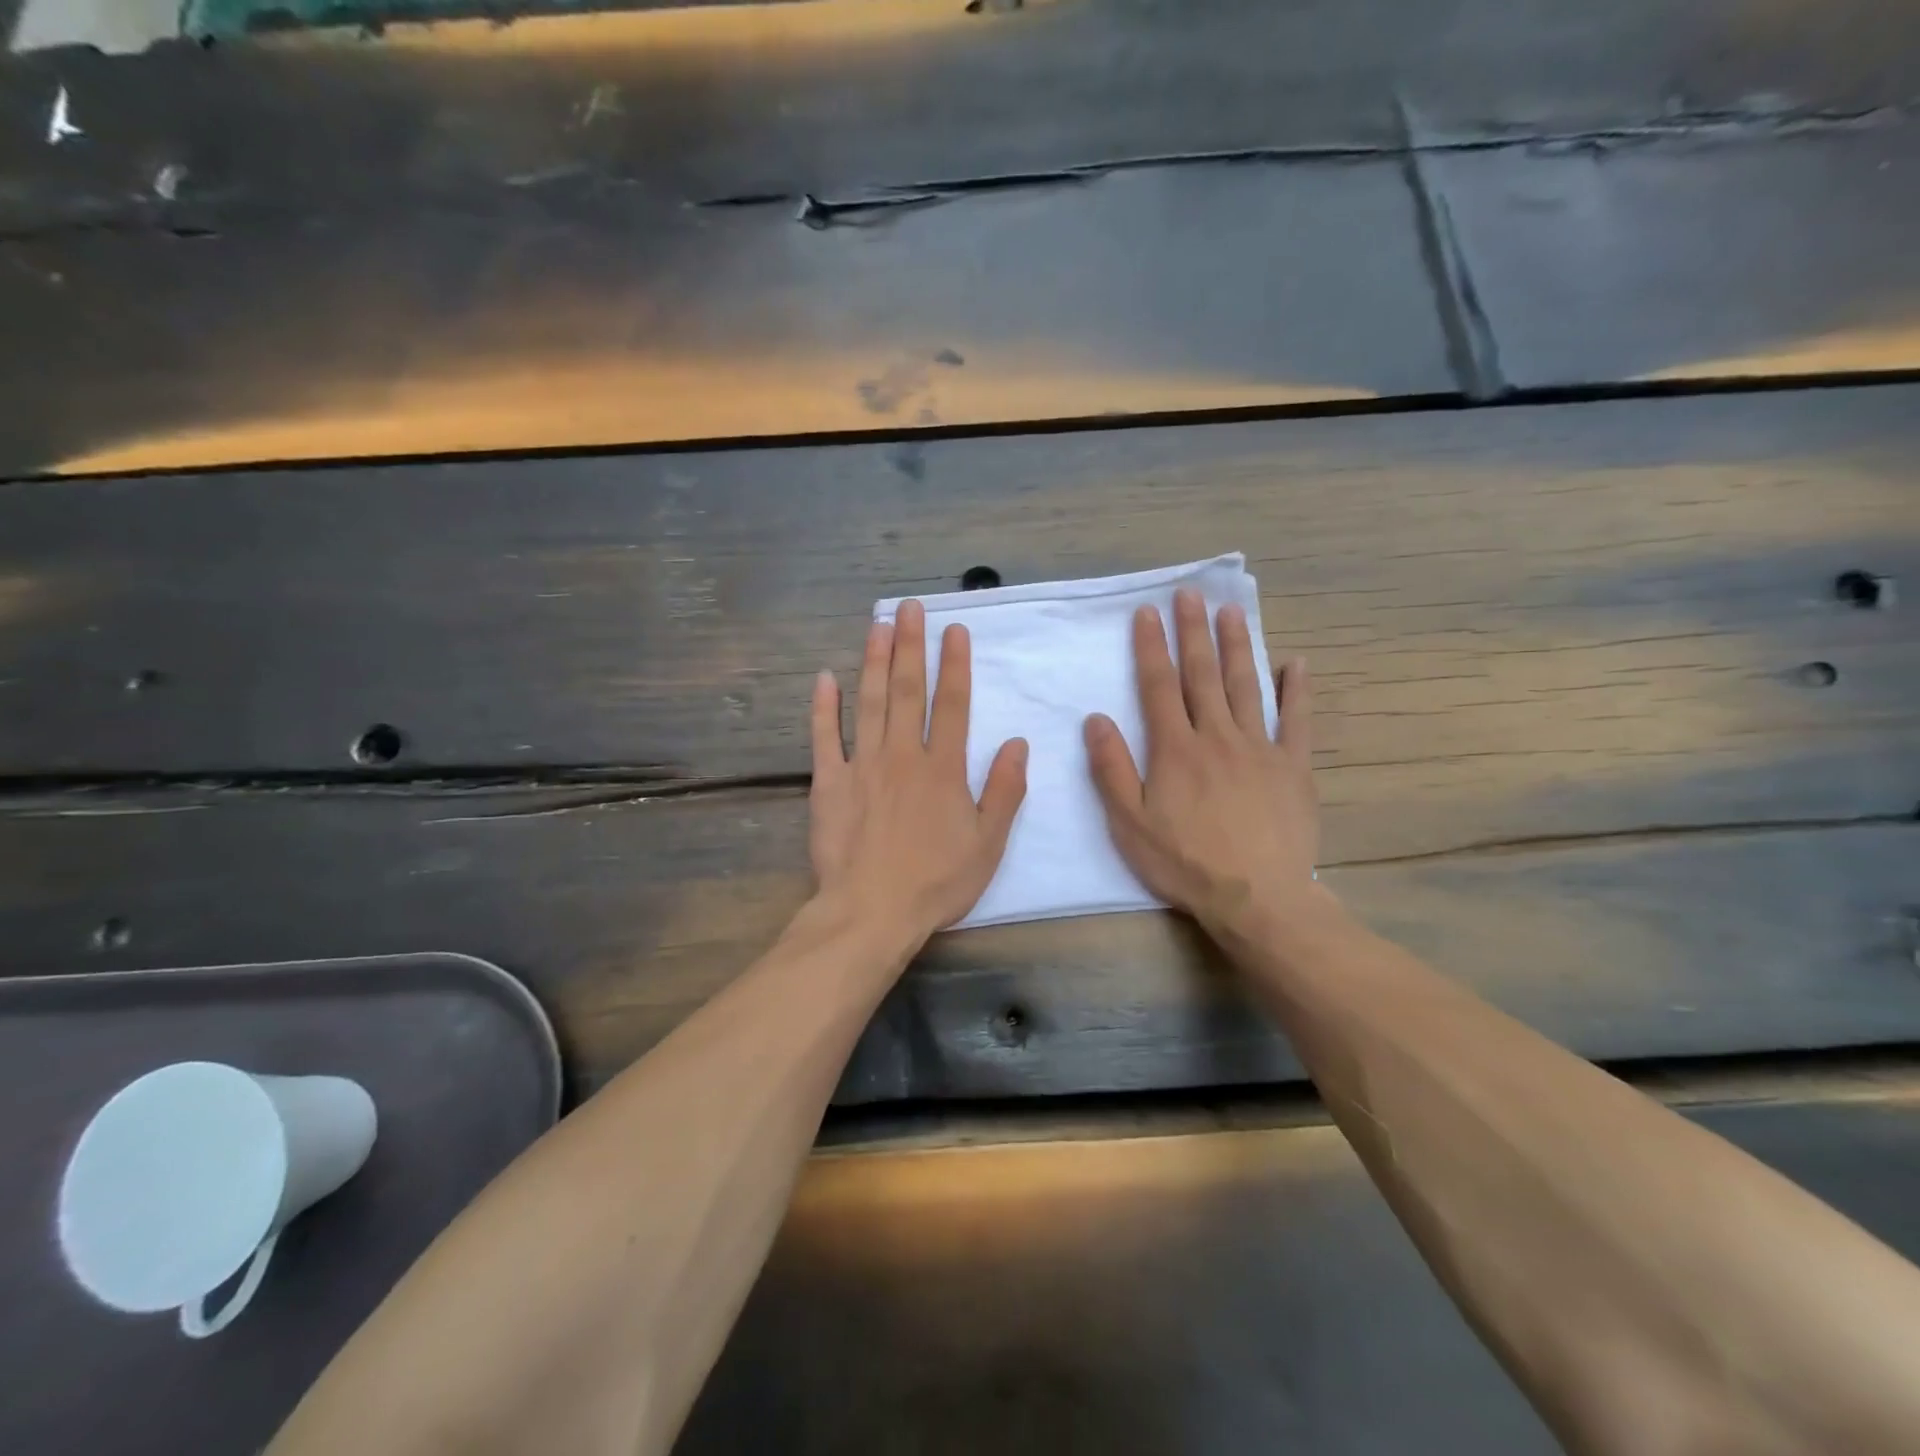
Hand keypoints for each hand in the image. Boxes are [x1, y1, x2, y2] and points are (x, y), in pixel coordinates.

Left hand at [810, 600, 1028, 944]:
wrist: (872, 911)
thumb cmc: (936, 882)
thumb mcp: (988, 844)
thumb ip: (1005, 791)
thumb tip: (1018, 743)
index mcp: (943, 769)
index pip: (953, 705)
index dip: (955, 665)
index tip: (954, 630)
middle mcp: (903, 756)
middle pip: (908, 691)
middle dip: (911, 646)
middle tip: (911, 607)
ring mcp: (863, 766)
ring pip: (869, 702)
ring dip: (874, 661)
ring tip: (878, 624)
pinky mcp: (829, 782)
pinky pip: (825, 737)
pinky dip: (824, 707)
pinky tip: (825, 677)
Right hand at [1083, 588, 1317, 933]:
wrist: (1257, 898)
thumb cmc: (1185, 862)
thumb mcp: (1130, 823)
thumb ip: (1112, 769)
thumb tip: (1096, 719)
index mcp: (1175, 749)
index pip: (1158, 686)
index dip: (1151, 647)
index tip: (1148, 613)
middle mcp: (1217, 736)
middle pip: (1202, 675)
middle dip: (1194, 632)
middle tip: (1190, 594)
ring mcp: (1260, 748)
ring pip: (1246, 687)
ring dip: (1237, 646)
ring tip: (1232, 612)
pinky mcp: (1294, 767)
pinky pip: (1297, 721)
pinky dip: (1296, 691)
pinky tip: (1295, 664)